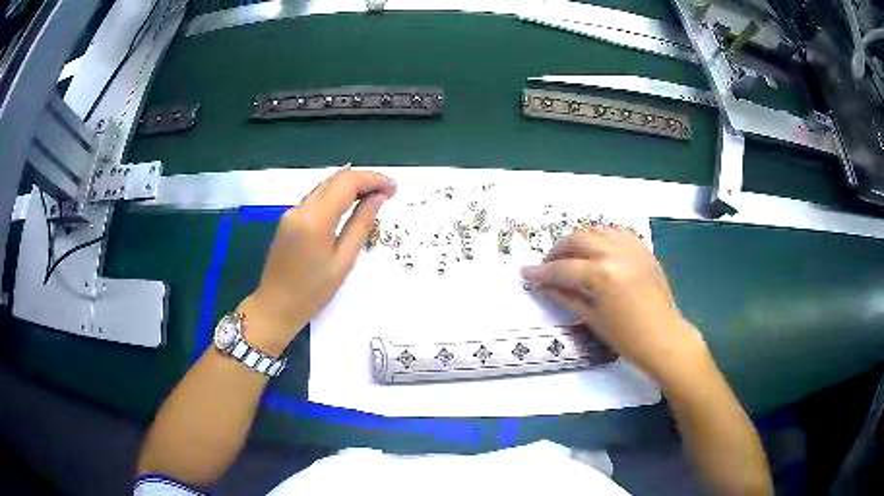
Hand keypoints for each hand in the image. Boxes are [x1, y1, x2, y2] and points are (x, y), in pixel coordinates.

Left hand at [238, 166, 396, 355]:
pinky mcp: (288, 219)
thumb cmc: (312, 292)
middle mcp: (301, 208)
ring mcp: (291, 212)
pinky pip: (316, 198)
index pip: (347, 183)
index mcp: (315, 219)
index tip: (394, 187)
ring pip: (325, 186)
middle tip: (388, 191)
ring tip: (374, 196)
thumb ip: (361, 225)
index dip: (373, 179)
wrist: (275, 307)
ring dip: (350, 186)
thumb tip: (378, 198)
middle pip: (335, 179)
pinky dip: (336, 196)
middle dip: (364, 180)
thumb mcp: (344, 261)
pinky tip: (350, 204)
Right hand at [520, 228, 707, 384]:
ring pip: (596, 230)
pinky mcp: (642, 249)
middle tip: (548, 266)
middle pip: (578, 239)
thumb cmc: (627, 337)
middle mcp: (616, 253)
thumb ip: (566, 297)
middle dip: (558, 251)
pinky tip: (597, 252)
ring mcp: (632, 248)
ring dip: (578, 241)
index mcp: (602, 275)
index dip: (541, 273)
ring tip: (571, 257)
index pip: (563, 268)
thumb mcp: (592, 318)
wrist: (664, 337)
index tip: (526, 273)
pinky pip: (616, 233)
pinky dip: (601, 239)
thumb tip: (543, 286)